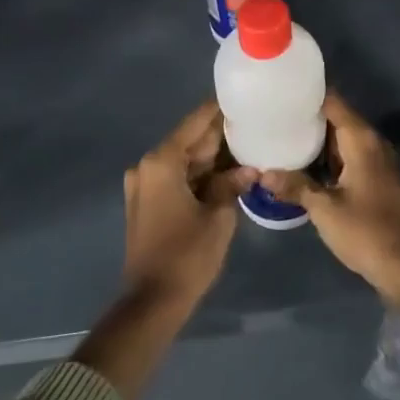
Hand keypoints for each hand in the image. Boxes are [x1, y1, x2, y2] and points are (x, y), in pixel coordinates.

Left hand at [121, 101, 255, 309]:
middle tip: (255, 124)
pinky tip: (228, 172)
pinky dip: (200, 174)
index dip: (221, 109)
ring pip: (186, 159)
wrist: (152, 302)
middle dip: (221, 135)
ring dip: (213, 157)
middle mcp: (148, 166)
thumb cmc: (187, 255)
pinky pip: (178, 177)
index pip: (197, 121)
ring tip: (248, 145)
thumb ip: (232, 184)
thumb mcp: (218, 216)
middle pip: (190, 140)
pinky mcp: (147, 202)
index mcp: (162, 161)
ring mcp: (144, 185)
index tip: (246, 97)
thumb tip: (249, 169)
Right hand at [260, 92, 399, 305]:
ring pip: (341, 140)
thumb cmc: (367, 231)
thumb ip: (295, 186)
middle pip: (336, 118)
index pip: (333, 101)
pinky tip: (302, 166)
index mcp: (361, 139)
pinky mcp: (376, 180)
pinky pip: (347, 158)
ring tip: (280, 136)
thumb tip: (262, 172)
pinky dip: (327, 158)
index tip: (280, 90)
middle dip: (307, 116)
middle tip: (272, 115)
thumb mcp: (325, 209)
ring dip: (316, 140)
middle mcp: (371, 143)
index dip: (307, 93)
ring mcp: (376, 162)